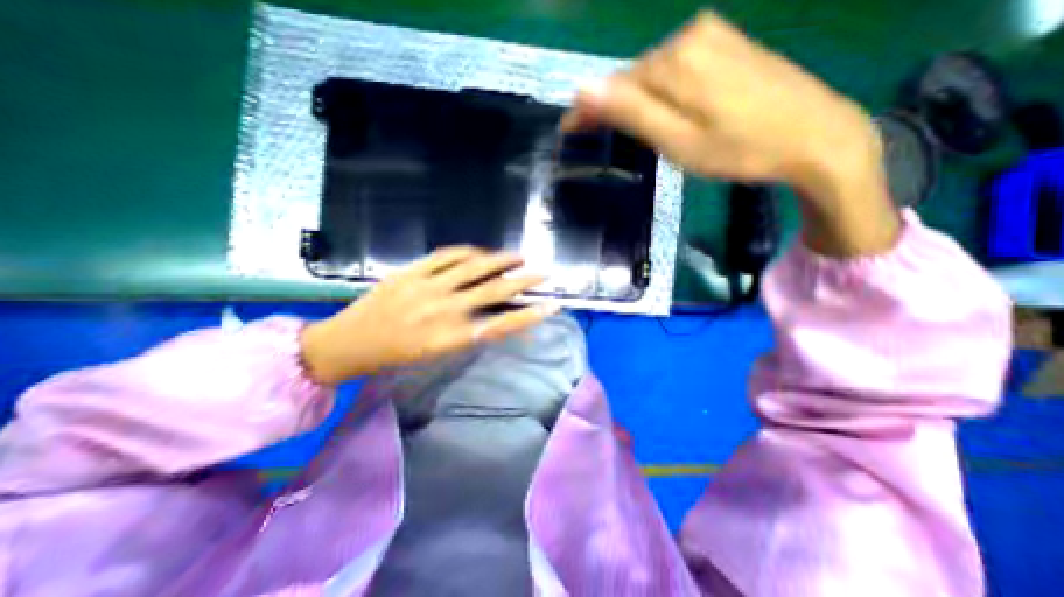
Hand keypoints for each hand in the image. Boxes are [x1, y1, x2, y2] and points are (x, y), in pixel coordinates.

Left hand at [294, 245, 551, 383]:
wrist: (349, 343)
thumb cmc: (397, 355)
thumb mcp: (438, 352)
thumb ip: (469, 333)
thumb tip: (496, 318)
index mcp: (451, 337)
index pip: (500, 325)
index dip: (529, 316)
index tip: (550, 307)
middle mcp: (444, 310)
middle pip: (493, 291)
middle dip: (523, 281)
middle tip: (542, 274)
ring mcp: (426, 286)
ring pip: (473, 267)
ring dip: (500, 260)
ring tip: (518, 256)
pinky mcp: (411, 271)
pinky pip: (446, 255)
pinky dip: (468, 251)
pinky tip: (480, 250)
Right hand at [560, 12, 901, 256]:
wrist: (815, 136)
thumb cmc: (739, 149)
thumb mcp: (678, 140)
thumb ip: (632, 111)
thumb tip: (585, 88)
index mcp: (675, 61)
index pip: (614, 85)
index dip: (588, 109)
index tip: (567, 129)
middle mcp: (690, 37)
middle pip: (634, 77)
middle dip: (610, 105)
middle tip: (590, 134)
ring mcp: (713, 37)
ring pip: (654, 74)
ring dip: (634, 100)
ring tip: (621, 128)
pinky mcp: (728, 46)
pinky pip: (676, 69)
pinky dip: (660, 92)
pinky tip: (661, 110)